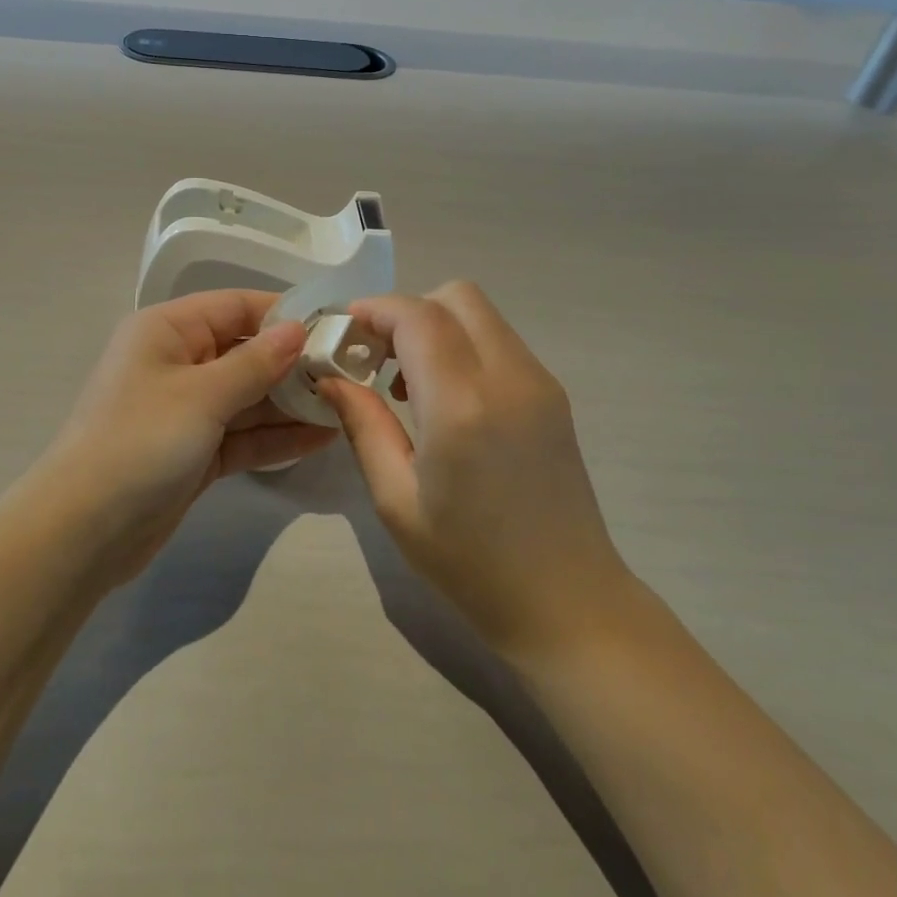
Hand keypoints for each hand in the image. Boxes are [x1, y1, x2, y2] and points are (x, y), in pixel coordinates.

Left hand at [43, 290, 336, 581]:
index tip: (335, 327)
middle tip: (351, 374)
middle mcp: (177, 362)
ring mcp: (187, 411)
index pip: (235, 306)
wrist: (84, 530)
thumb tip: (297, 330)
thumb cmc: (140, 441)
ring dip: (291, 403)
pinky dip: (276, 437)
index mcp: (167, 330)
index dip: (283, 315)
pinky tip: (321, 438)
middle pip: (245, 352)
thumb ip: (255, 362)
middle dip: (294, 364)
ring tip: (346, 405)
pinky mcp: (195, 452)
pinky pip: (243, 435)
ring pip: (248, 397)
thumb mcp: (201, 394)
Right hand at [318, 282, 633, 662]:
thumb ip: (363, 424)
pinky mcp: (553, 395)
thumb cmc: (469, 562)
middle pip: (456, 296)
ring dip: (436, 327)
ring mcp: (539, 382)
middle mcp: (508, 377)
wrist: (566, 600)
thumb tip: (330, 375)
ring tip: (407, 384)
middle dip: (407, 311)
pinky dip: (464, 346)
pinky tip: (446, 399)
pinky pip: (500, 342)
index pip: (417, 316)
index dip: (374, 310)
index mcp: (462, 406)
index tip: (342, 331)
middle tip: (376, 356)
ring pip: (481, 314)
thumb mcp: (396, 500)